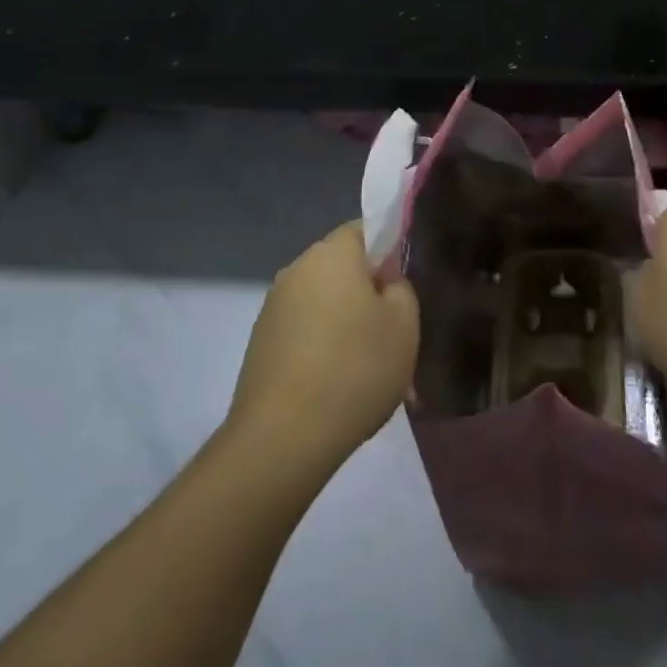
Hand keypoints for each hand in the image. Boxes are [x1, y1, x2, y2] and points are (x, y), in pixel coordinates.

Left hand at [229, 221, 419, 478]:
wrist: (283, 437)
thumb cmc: (355, 368)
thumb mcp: (405, 325)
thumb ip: (402, 289)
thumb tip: (385, 283)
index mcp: (331, 254)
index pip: (365, 229)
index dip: (390, 248)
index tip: (406, 283)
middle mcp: (296, 269)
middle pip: (342, 266)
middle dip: (368, 290)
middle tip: (395, 329)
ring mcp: (273, 307)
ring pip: (323, 302)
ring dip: (346, 322)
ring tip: (369, 365)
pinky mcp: (260, 342)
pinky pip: (304, 330)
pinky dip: (323, 346)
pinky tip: (339, 383)